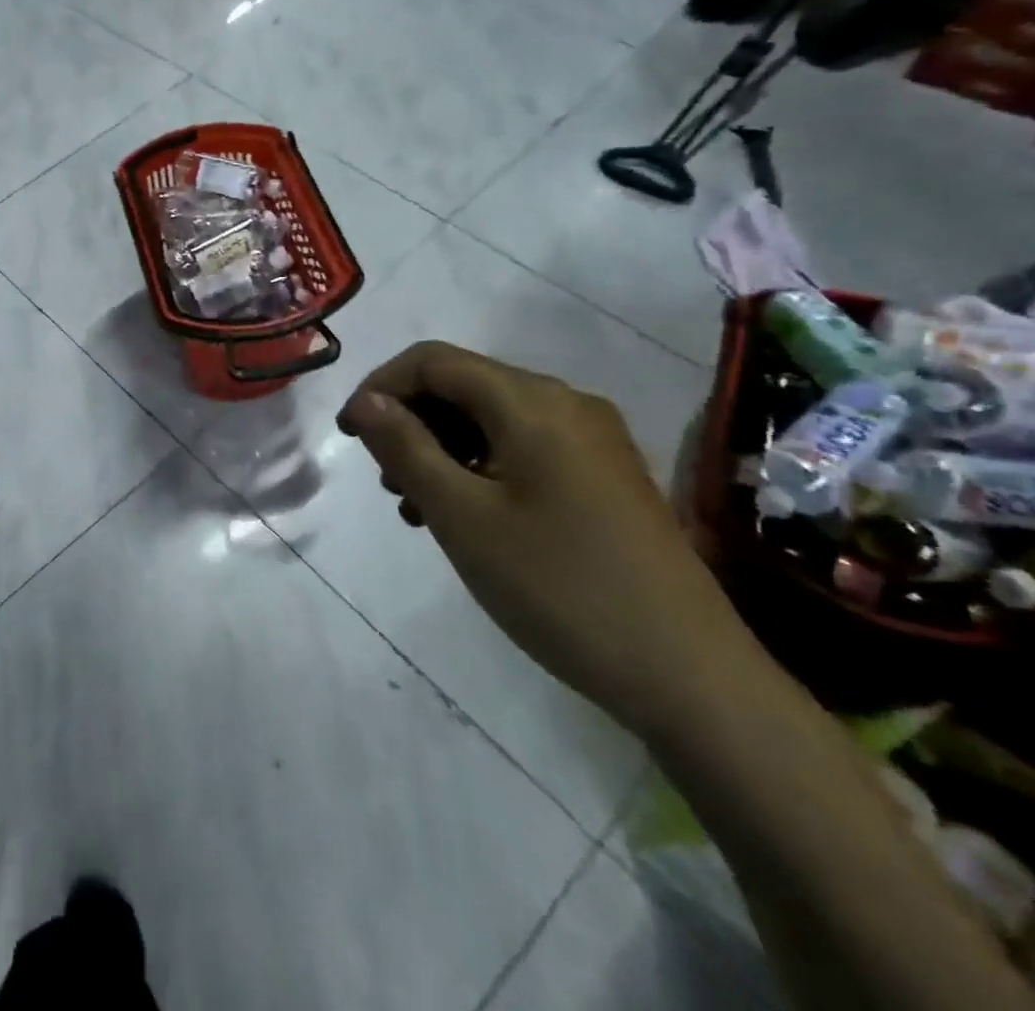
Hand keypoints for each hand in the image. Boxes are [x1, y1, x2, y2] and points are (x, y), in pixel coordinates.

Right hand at [336, 341, 745, 737]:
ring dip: (440, 447)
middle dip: (410, 421)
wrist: (689, 676)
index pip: (433, 361)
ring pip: (490, 418)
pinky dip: (478, 466)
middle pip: (463, 385)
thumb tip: (366, 400)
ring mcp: (591, 440)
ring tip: (414, 505)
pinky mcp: (603, 475)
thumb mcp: (461, 515)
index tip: (348, 436)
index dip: (380, 387)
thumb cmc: (558, 586)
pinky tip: (464, 514)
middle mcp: (566, 404)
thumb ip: (405, 447)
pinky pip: (522, 447)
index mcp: (532, 402)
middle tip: (383, 478)